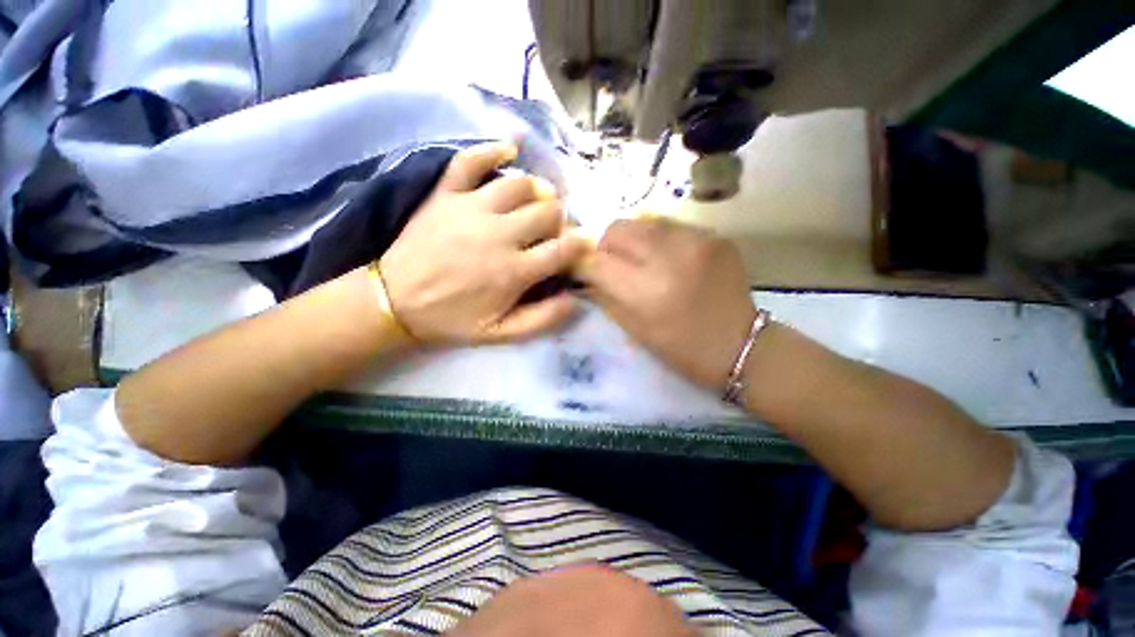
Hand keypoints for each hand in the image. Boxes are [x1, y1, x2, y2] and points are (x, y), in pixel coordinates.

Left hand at [380, 142, 588, 344]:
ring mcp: (471, 208)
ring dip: (538, 191)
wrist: (394, 301)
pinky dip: (493, 150)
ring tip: (538, 201)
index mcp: (514, 271)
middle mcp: (499, 234)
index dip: (582, 244)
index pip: (563, 249)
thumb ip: (542, 319)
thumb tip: (574, 299)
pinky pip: (471, 160)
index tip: (586, 244)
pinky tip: (510, 150)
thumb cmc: (451, 319)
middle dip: (560, 220)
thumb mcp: (500, 333)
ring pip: (520, 184)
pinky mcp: (446, 194)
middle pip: (547, 211)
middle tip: (554, 230)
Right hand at [576, 217, 756, 388]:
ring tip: (641, 259)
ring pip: (642, 221)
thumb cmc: (681, 349)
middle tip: (613, 264)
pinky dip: (659, 239)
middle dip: (606, 246)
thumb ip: (604, 296)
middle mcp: (669, 257)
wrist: (741, 345)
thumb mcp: (633, 329)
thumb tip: (586, 273)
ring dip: (632, 240)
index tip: (581, 269)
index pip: (597, 262)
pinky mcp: (715, 235)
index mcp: (646, 291)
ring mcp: (696, 240)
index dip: (582, 264)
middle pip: (617, 229)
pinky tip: (668, 258)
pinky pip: (670, 226)